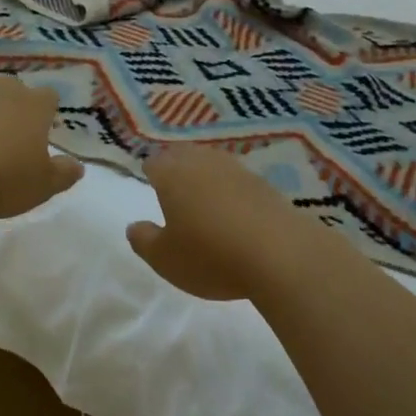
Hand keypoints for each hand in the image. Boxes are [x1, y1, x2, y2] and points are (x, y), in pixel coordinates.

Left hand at [0, 77, 83, 218]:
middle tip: (4, 138)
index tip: (41, 131)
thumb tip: (77, 166)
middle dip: (8, 108)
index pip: (48, 97)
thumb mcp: (42, 187)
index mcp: (32, 106)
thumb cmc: (1, 179)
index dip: (46, 112)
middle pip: (8, 90)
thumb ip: (62, 174)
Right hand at [126, 147, 312, 301]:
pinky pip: (237, 180)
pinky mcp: (264, 184)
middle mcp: (202, 163)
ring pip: (212, 164)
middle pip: (183, 155)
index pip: (153, 163)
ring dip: (205, 175)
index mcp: (172, 174)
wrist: (280, 255)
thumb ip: (143, 240)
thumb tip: (134, 226)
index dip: (150, 173)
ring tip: (203, 196)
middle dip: (176, 167)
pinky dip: (231, 190)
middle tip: (173, 186)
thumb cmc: (210, 255)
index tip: (149, 184)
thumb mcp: (164, 259)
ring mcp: (237, 170)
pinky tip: (234, 210)